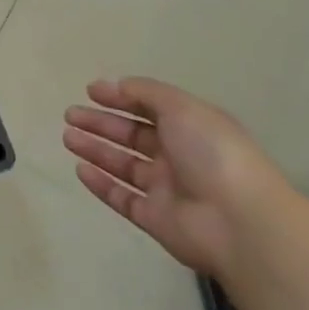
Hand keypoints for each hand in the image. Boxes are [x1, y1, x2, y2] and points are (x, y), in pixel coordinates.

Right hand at [62, 78, 292, 279]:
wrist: (240, 223)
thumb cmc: (213, 154)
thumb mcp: (181, 108)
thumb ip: (145, 93)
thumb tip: (113, 85)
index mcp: (190, 128)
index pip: (149, 108)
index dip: (121, 97)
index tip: (90, 91)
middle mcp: (178, 156)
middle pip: (132, 135)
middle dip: (101, 123)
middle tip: (70, 114)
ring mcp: (166, 189)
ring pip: (123, 165)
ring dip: (96, 149)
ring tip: (68, 137)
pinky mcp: (155, 218)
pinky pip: (122, 197)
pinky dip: (101, 184)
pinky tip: (80, 169)